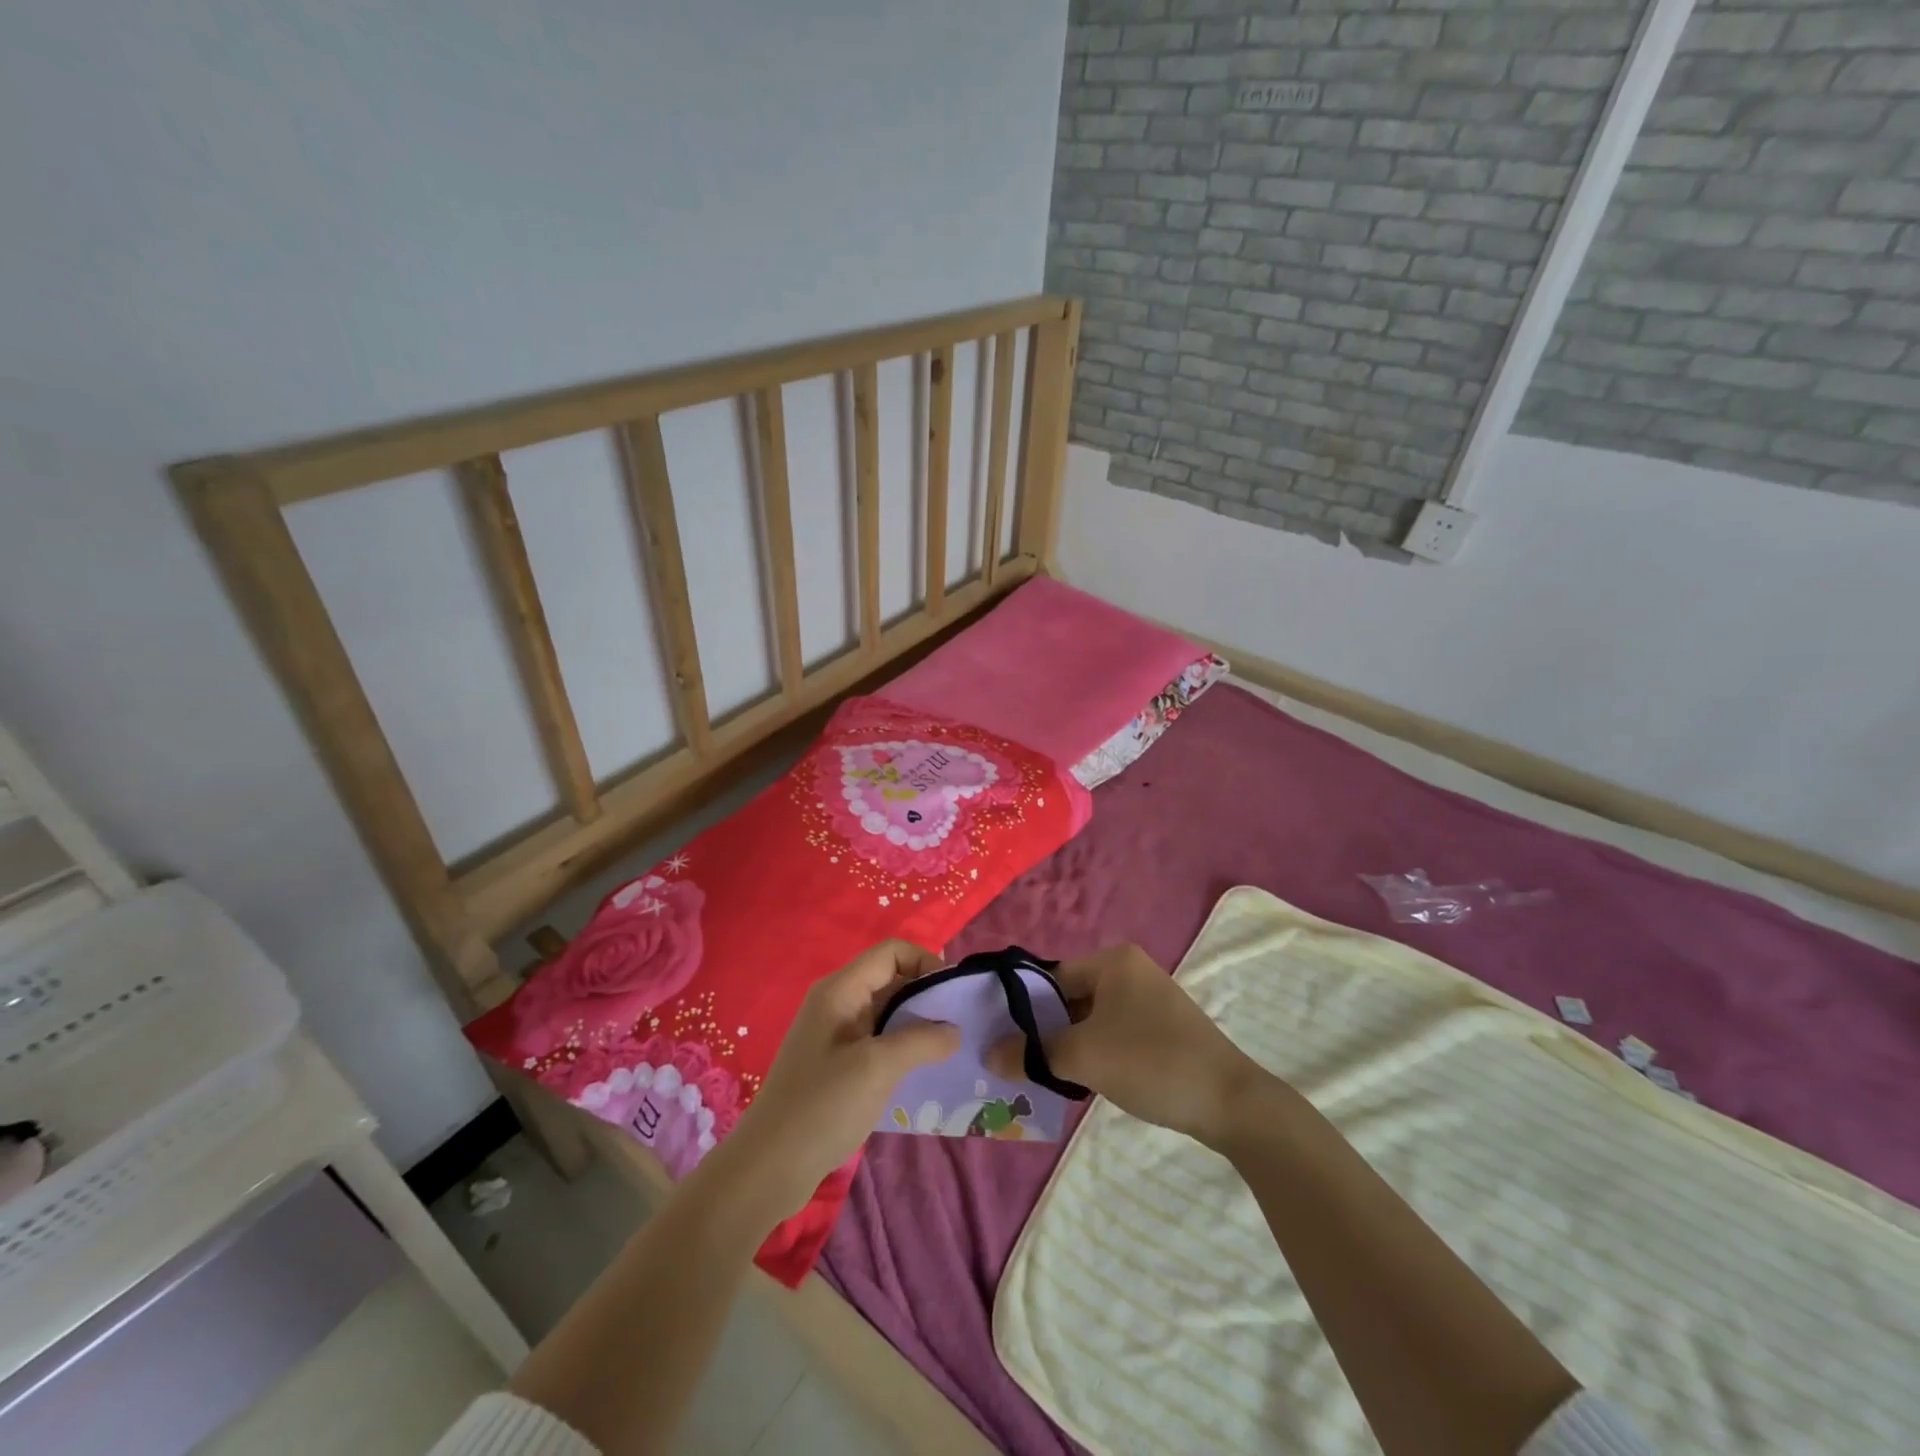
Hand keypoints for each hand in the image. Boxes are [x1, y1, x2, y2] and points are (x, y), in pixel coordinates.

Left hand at [724, 941, 959, 1217]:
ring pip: (886, 1014)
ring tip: (950, 1050)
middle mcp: (837, 1003)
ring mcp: (835, 1035)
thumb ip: (921, 1041)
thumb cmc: (822, 1106)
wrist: (768, 1168)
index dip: (926, 963)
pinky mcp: (837, 1065)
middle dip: (926, 997)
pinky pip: (878, 1042)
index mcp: (841, 990)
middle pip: (891, 980)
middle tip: (960, 1026)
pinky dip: (902, 1050)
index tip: (952, 996)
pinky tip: (922, 1074)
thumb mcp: (878, 1067)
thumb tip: (954, 1030)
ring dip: (917, 1026)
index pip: (891, 952)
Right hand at [988, 943, 1265, 1148]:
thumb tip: (989, 1053)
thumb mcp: (1083, 1057)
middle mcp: (1130, 971)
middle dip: (1044, 1030)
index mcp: (1113, 961)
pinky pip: (1113, 1033)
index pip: (1051, 977)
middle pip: (1070, 997)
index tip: (1001, 1038)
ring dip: (1067, 1045)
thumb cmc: (1151, 1062)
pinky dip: (1094, 1053)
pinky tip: (1078, 1081)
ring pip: (1091, 1019)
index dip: (1023, 1008)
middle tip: (1015, 1061)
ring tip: (1039, 1076)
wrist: (1230, 1103)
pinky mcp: (1161, 1029)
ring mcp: (1149, 1000)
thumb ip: (1032, 1053)